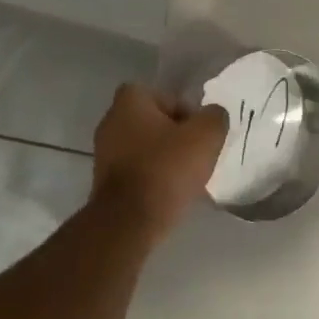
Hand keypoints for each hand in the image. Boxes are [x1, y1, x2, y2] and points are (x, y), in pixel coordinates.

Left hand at [91, 85, 228, 235]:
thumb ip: (215, 117)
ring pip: (146, 148)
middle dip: (177, 137)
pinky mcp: (104, 180)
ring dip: (165, 159)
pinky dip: (153, 178)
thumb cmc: (166, 168)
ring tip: (186, 178)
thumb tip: (213, 115)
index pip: (168, 97)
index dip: (188, 114)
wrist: (129, 221)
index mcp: (130, 100)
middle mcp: (111, 120)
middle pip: (156, 122)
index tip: (201, 135)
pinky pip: (137, 171)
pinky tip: (169, 193)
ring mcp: (104, 152)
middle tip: (197, 155)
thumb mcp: (206, 136)